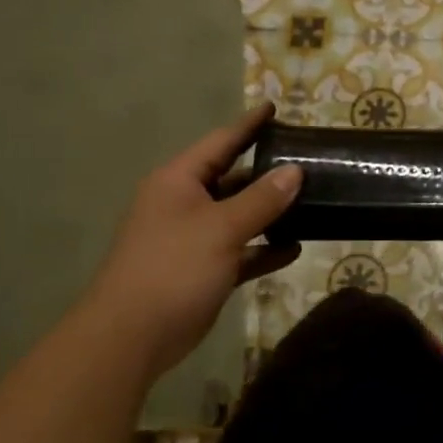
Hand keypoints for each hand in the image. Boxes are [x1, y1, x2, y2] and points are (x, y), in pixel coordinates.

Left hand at [88, 104, 301, 378]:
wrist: (132, 336)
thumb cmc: (174, 268)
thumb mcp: (222, 228)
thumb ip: (262, 199)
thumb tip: (295, 171)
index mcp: (179, 181)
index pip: (221, 142)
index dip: (249, 125)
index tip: (275, 107)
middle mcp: (184, 203)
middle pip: (232, 178)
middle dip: (267, 171)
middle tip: (307, 160)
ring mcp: (192, 238)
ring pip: (238, 216)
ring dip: (270, 212)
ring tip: (311, 202)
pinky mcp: (202, 270)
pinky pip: (239, 250)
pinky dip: (263, 249)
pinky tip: (294, 249)